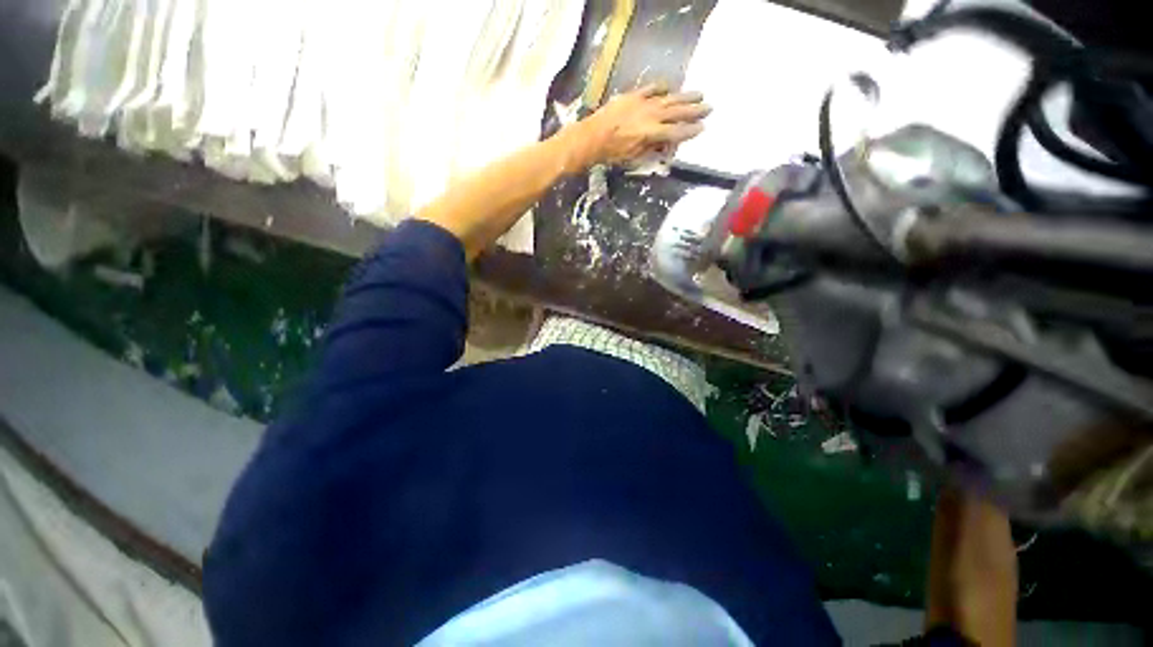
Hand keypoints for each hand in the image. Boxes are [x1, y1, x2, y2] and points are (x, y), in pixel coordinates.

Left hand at [569, 84, 710, 168]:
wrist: (593, 136)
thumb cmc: (612, 152)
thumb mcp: (633, 157)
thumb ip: (651, 150)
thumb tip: (665, 145)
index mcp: (651, 133)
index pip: (676, 132)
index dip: (690, 131)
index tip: (702, 128)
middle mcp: (651, 115)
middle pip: (677, 112)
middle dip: (694, 110)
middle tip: (709, 107)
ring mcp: (642, 103)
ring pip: (668, 98)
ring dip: (684, 97)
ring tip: (698, 94)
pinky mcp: (633, 95)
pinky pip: (651, 89)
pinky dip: (661, 88)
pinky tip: (669, 87)